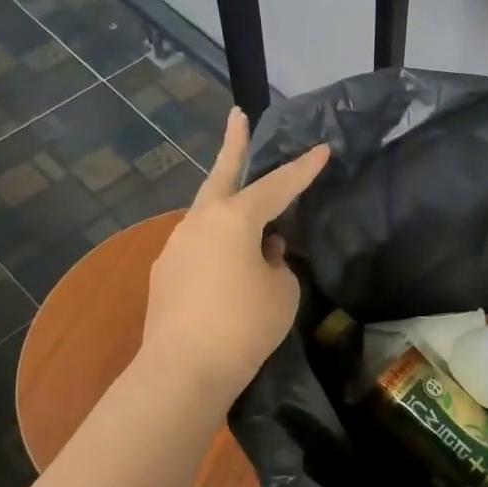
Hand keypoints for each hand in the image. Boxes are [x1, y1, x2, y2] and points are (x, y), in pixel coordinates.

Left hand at [141, 108, 329, 405]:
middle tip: (237, 116)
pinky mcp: (164, 274)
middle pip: (221, 175)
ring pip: (207, 215)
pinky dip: (216, 246)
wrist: (182, 370)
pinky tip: (225, 268)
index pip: (277, 186)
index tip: (323, 149)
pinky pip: (198, 247)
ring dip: (227, 208)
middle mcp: (199, 222)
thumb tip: (264, 252)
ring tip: (249, 220)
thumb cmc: (244, 325)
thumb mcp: (282, 292)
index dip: (303, 169)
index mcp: (234, 219)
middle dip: (232, 144)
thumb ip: (278, 263)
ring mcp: (176, 246)